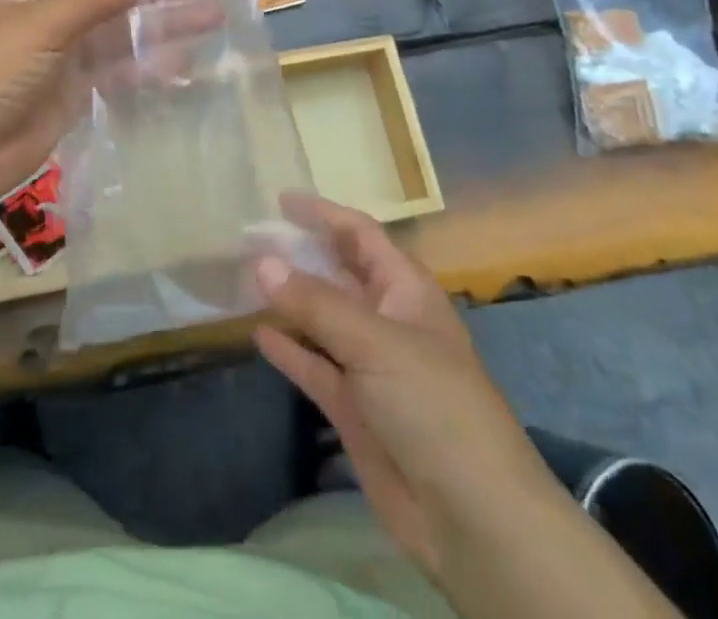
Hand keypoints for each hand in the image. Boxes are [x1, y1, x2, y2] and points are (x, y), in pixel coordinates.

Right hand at [255, 194, 555, 583]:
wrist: (471, 518)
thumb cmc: (432, 404)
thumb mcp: (374, 341)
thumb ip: (315, 302)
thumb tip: (262, 261)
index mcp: (405, 290)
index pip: (360, 235)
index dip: (324, 214)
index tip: (280, 199)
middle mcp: (387, 319)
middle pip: (338, 273)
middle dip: (301, 253)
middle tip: (252, 238)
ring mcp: (370, 366)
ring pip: (322, 319)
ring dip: (290, 299)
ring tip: (245, 278)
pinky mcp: (354, 409)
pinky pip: (314, 367)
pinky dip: (289, 350)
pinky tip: (257, 333)